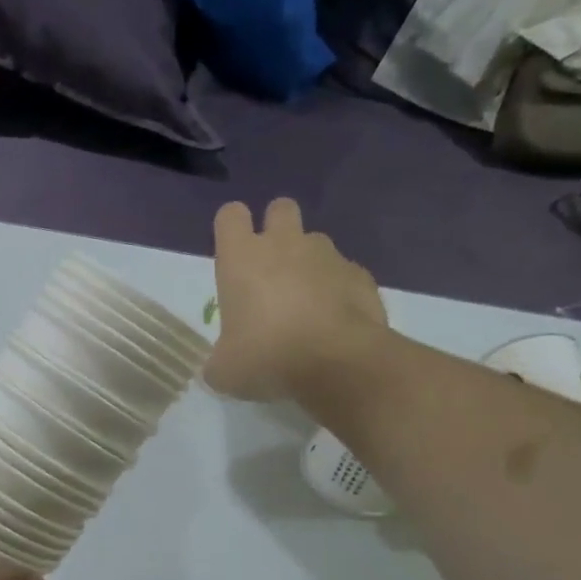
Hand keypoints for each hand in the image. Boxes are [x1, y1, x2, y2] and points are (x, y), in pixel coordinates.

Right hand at [205, 199, 387, 402]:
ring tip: (307, 302)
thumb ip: (219, 361)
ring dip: (309, 262)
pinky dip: (339, 290)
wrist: (339, 363)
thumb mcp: (226, 371)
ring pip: (316, 241)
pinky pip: (345, 273)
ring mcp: (328, 256)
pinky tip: (336, 321)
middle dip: (276, 228)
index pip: (230, 215)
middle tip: (272, 268)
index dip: (230, 229)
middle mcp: (284, 245)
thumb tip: (221, 367)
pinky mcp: (361, 275)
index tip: (232, 255)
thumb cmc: (267, 356)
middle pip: (280, 208)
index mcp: (242, 258)